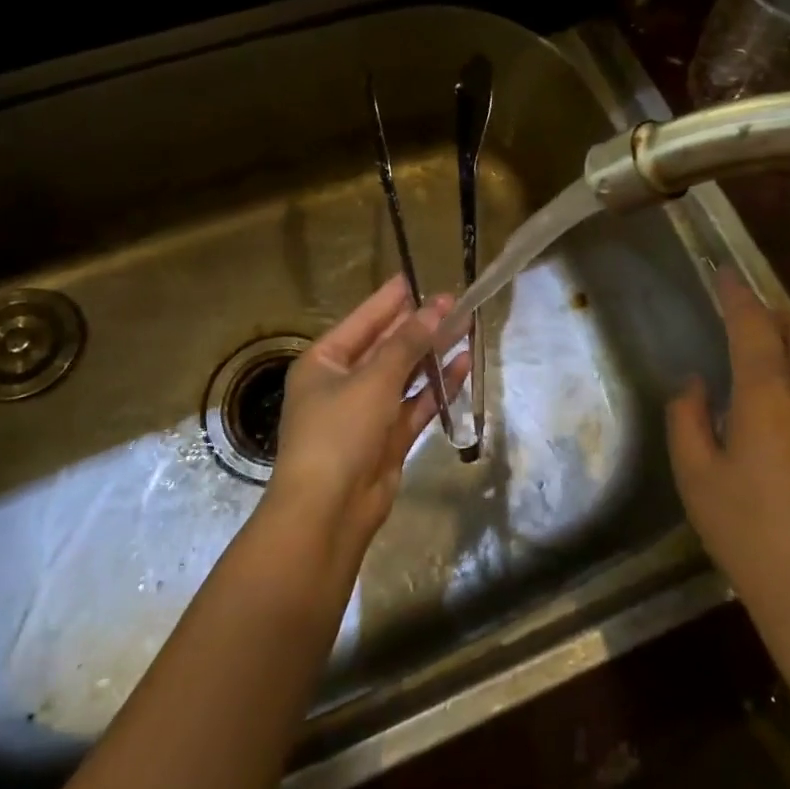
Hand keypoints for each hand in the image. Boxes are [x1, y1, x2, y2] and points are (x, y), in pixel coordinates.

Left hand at [263, 276, 468, 576]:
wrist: (328, 511)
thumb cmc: (339, 432)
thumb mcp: (373, 379)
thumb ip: (407, 343)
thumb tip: (436, 308)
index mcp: (323, 362)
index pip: (363, 320)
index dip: (391, 299)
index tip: (418, 277)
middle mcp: (343, 382)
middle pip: (386, 346)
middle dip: (419, 325)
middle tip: (454, 301)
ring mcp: (366, 412)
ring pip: (405, 375)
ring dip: (432, 354)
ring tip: (466, 327)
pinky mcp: (388, 438)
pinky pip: (416, 404)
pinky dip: (437, 387)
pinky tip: (463, 365)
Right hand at [666, 272, 789, 676]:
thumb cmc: (749, 538)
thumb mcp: (696, 479)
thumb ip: (687, 420)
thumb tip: (696, 385)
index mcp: (769, 401)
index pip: (754, 328)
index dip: (738, 295)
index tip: (724, 274)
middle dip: (776, 313)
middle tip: (749, 316)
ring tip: (784, 342)